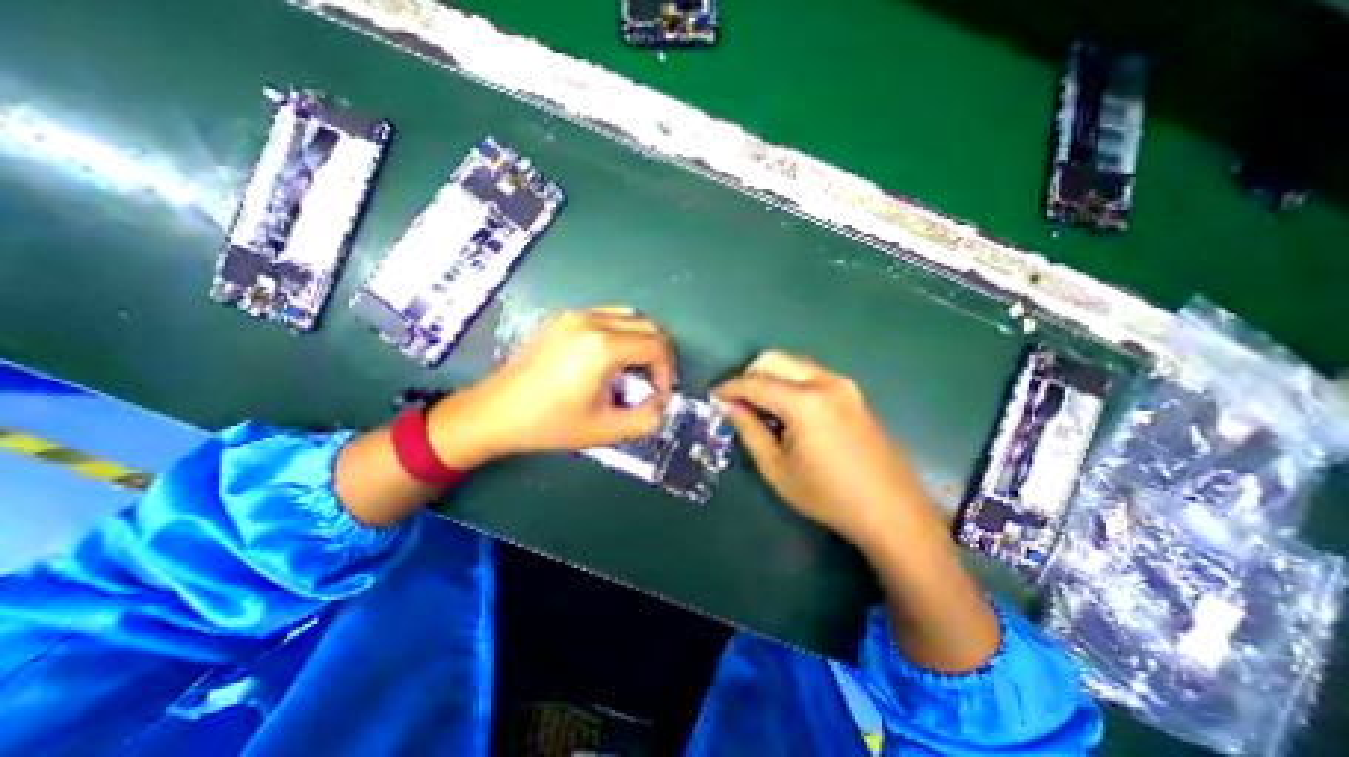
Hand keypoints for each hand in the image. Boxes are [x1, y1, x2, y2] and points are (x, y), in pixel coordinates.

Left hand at [429, 308, 674, 466]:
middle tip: (652, 384)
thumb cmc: (549, 424)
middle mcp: (591, 321)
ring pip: (627, 317)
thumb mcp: (604, 431)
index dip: (666, 372)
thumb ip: (645, 419)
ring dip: (640, 341)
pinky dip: (620, 333)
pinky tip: (608, 359)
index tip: (658, 396)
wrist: (493, 413)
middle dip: (658, 356)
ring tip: (633, 370)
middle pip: (646, 327)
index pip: (656, 346)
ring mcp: (573, 316)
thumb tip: (660, 404)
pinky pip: (604, 316)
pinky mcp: (561, 319)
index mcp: (603, 347)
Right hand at [715, 349, 929, 548]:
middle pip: (774, 359)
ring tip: (759, 407)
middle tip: (736, 402)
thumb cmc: (828, 496)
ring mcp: (843, 384)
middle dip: (748, 375)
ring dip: (770, 377)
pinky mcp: (853, 392)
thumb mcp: (777, 468)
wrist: (892, 511)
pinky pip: (810, 374)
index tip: (712, 397)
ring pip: (793, 364)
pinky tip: (787, 411)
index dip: (729, 388)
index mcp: (804, 402)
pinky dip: (789, 383)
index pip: (754, 382)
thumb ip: (749, 430)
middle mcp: (825, 381)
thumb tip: (727, 406)